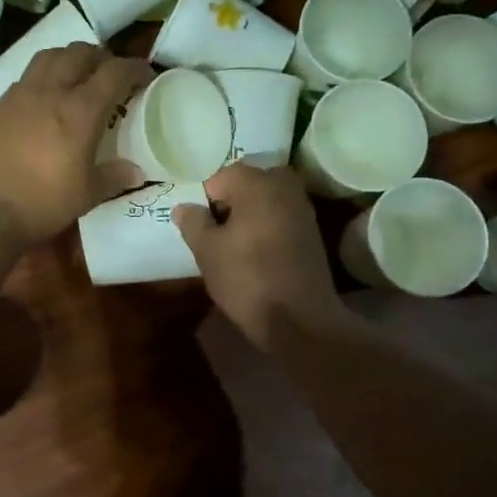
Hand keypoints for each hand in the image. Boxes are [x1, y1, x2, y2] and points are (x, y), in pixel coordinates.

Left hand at [0, 45, 151, 247]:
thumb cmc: (44, 204)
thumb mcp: (88, 194)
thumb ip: (114, 177)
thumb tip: (136, 172)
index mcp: (81, 110)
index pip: (115, 72)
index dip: (135, 69)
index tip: (146, 77)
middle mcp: (52, 91)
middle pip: (81, 53)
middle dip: (102, 58)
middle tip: (112, 76)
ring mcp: (22, 94)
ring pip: (50, 55)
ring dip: (71, 58)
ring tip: (79, 76)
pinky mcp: (1, 105)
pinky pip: (27, 75)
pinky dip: (45, 74)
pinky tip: (47, 96)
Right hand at [175, 163, 351, 351]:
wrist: (299, 319)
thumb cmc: (246, 279)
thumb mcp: (207, 251)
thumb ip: (193, 223)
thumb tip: (184, 207)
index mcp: (257, 184)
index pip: (221, 176)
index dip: (205, 199)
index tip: (199, 225)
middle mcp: (284, 187)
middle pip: (249, 182)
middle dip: (231, 200)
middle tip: (217, 229)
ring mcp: (303, 209)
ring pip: (268, 198)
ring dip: (250, 212)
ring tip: (234, 242)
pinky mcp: (312, 232)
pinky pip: (282, 216)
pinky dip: (268, 225)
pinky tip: (256, 252)